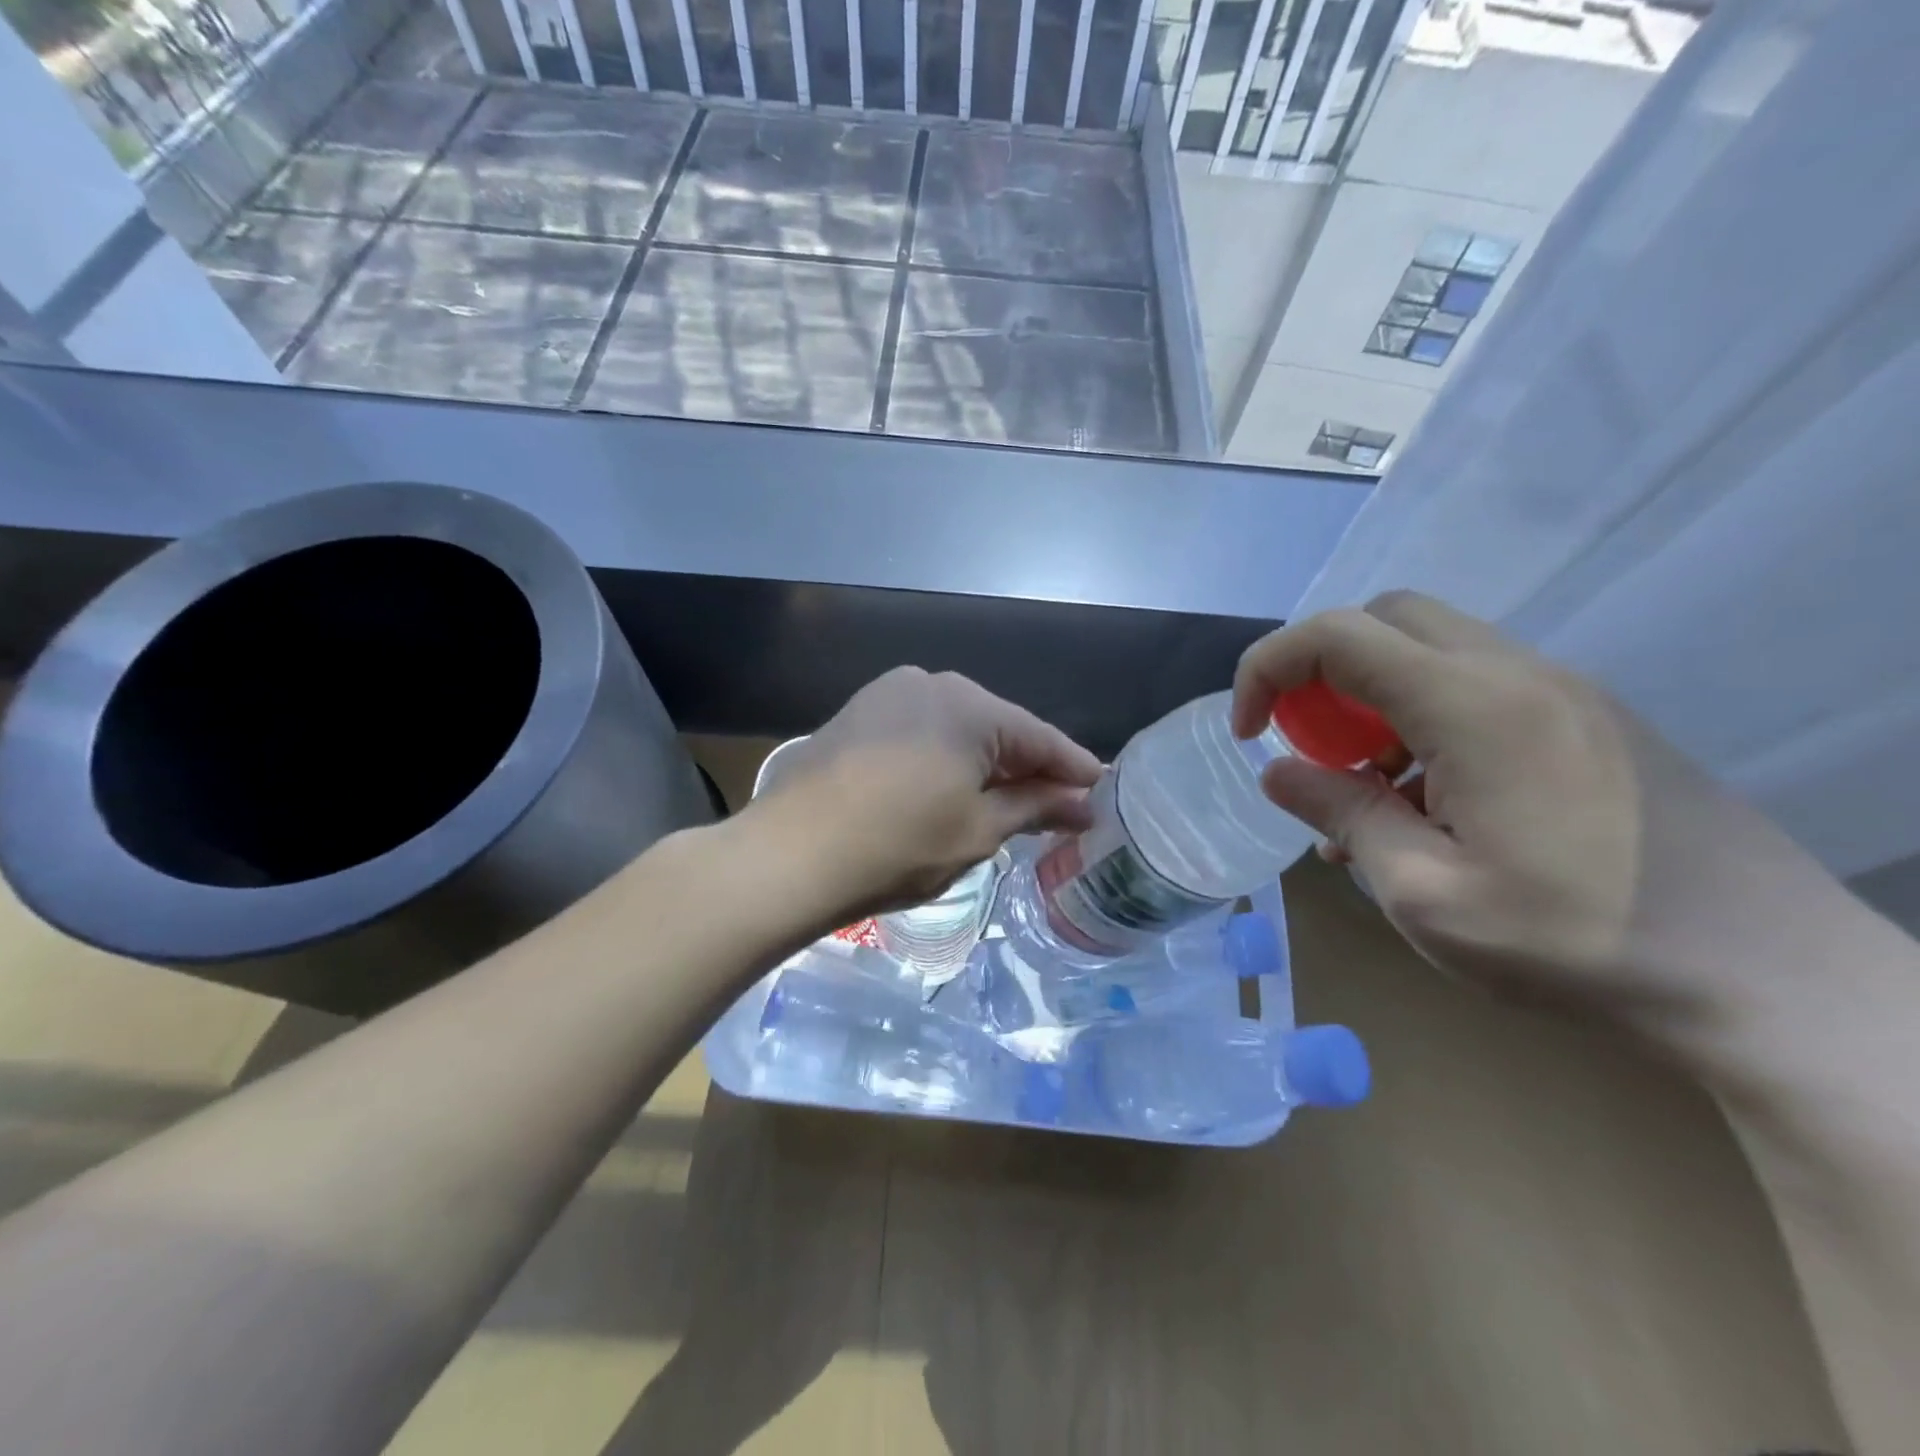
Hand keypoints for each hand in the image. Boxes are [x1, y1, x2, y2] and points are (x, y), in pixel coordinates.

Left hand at [748, 667, 1101, 922]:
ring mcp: (886, 694)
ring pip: (957, 729)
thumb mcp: (978, 830)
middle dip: (1027, 767)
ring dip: (984, 764)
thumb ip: (1034, 807)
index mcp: (968, 704)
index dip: (1073, 769)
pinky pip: (921, 732)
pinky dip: (944, 758)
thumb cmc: (899, 846)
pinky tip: (952, 787)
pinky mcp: (857, 715)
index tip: (1100, 793)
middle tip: (1058, 806)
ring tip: (1008, 802)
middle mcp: (929, 682)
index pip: (1039, 737)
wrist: (790, 855)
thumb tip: (1081, 803)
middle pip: (997, 728)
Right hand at [1232, 591, 1837, 1032]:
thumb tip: (1277, 772)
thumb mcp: (1426, 895)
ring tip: (1370, 787)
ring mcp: (1563, 692)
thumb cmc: (1578, 943)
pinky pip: (1477, 685)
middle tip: (1308, 743)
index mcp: (1472, 706)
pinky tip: (1432, 800)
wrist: (1773, 983)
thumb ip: (1343, 815)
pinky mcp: (1591, 719)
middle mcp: (1518, 674)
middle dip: (1320, 669)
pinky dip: (1421, 716)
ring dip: (1373, 696)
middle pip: (1385, 617)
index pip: (1336, 635)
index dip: (1268, 669)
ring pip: (1432, 648)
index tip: (1248, 734)